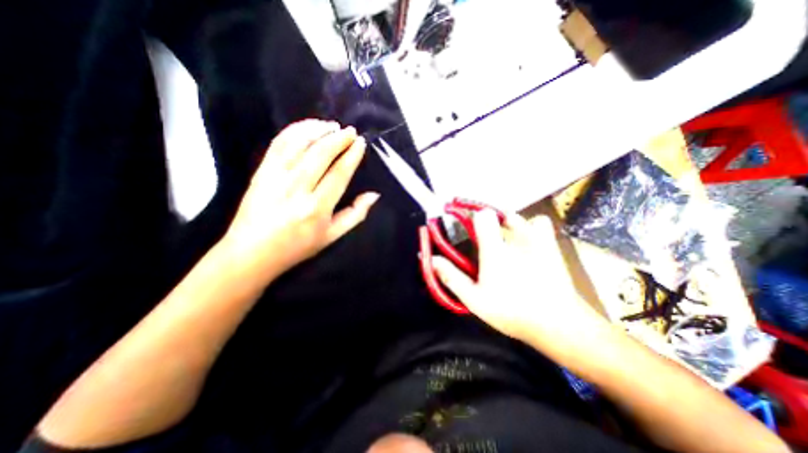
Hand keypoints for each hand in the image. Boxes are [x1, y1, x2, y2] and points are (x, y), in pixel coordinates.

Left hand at [220, 118, 378, 281]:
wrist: (252, 252)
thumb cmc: (297, 246)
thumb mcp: (332, 236)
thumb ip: (355, 215)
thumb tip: (373, 195)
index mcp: (317, 208)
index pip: (339, 173)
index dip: (351, 155)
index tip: (360, 142)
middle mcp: (297, 189)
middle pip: (320, 154)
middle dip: (338, 138)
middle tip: (349, 131)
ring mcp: (276, 177)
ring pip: (299, 144)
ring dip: (317, 130)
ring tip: (331, 125)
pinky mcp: (261, 171)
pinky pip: (278, 144)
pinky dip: (294, 131)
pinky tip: (307, 127)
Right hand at [433, 210, 609, 362]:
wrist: (559, 324)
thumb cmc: (512, 312)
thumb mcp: (474, 299)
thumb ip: (452, 277)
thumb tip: (431, 258)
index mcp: (495, 250)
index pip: (483, 216)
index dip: (471, 216)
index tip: (463, 224)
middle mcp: (516, 238)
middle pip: (501, 214)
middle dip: (490, 222)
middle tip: (485, 239)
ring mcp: (538, 240)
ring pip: (520, 218)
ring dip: (509, 224)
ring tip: (505, 240)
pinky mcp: (551, 246)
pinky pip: (540, 223)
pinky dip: (531, 227)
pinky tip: (527, 243)